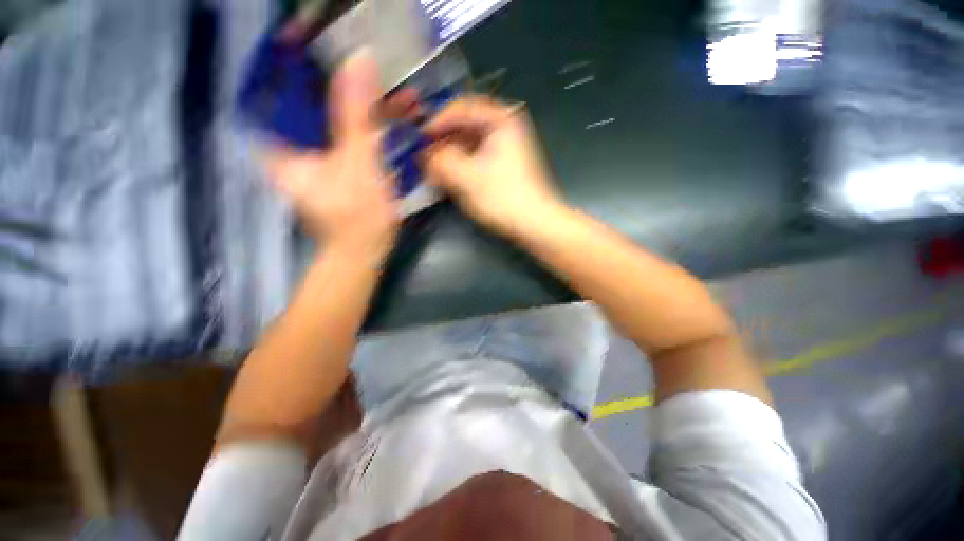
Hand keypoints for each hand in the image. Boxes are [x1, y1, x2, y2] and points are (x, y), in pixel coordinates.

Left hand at [264, 51, 398, 261]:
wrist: (367, 250)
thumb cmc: (357, 216)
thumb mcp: (358, 164)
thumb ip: (356, 115)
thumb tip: (359, 59)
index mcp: (279, 142)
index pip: (269, 83)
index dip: (285, 53)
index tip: (310, 31)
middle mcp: (290, 142)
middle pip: (305, 96)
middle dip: (335, 77)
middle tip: (361, 60)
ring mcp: (315, 153)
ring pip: (332, 115)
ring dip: (360, 101)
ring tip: (389, 89)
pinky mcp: (337, 161)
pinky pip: (349, 131)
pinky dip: (369, 121)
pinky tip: (392, 113)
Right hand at [421, 96, 565, 237]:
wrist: (535, 224)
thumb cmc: (503, 198)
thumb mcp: (466, 178)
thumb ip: (440, 161)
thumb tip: (422, 153)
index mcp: (501, 119)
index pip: (461, 107)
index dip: (436, 121)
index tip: (417, 138)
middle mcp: (505, 127)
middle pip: (465, 125)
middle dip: (442, 141)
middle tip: (422, 156)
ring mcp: (505, 147)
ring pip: (469, 143)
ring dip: (450, 155)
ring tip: (431, 169)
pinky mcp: (503, 166)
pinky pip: (476, 157)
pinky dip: (461, 165)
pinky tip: (448, 177)